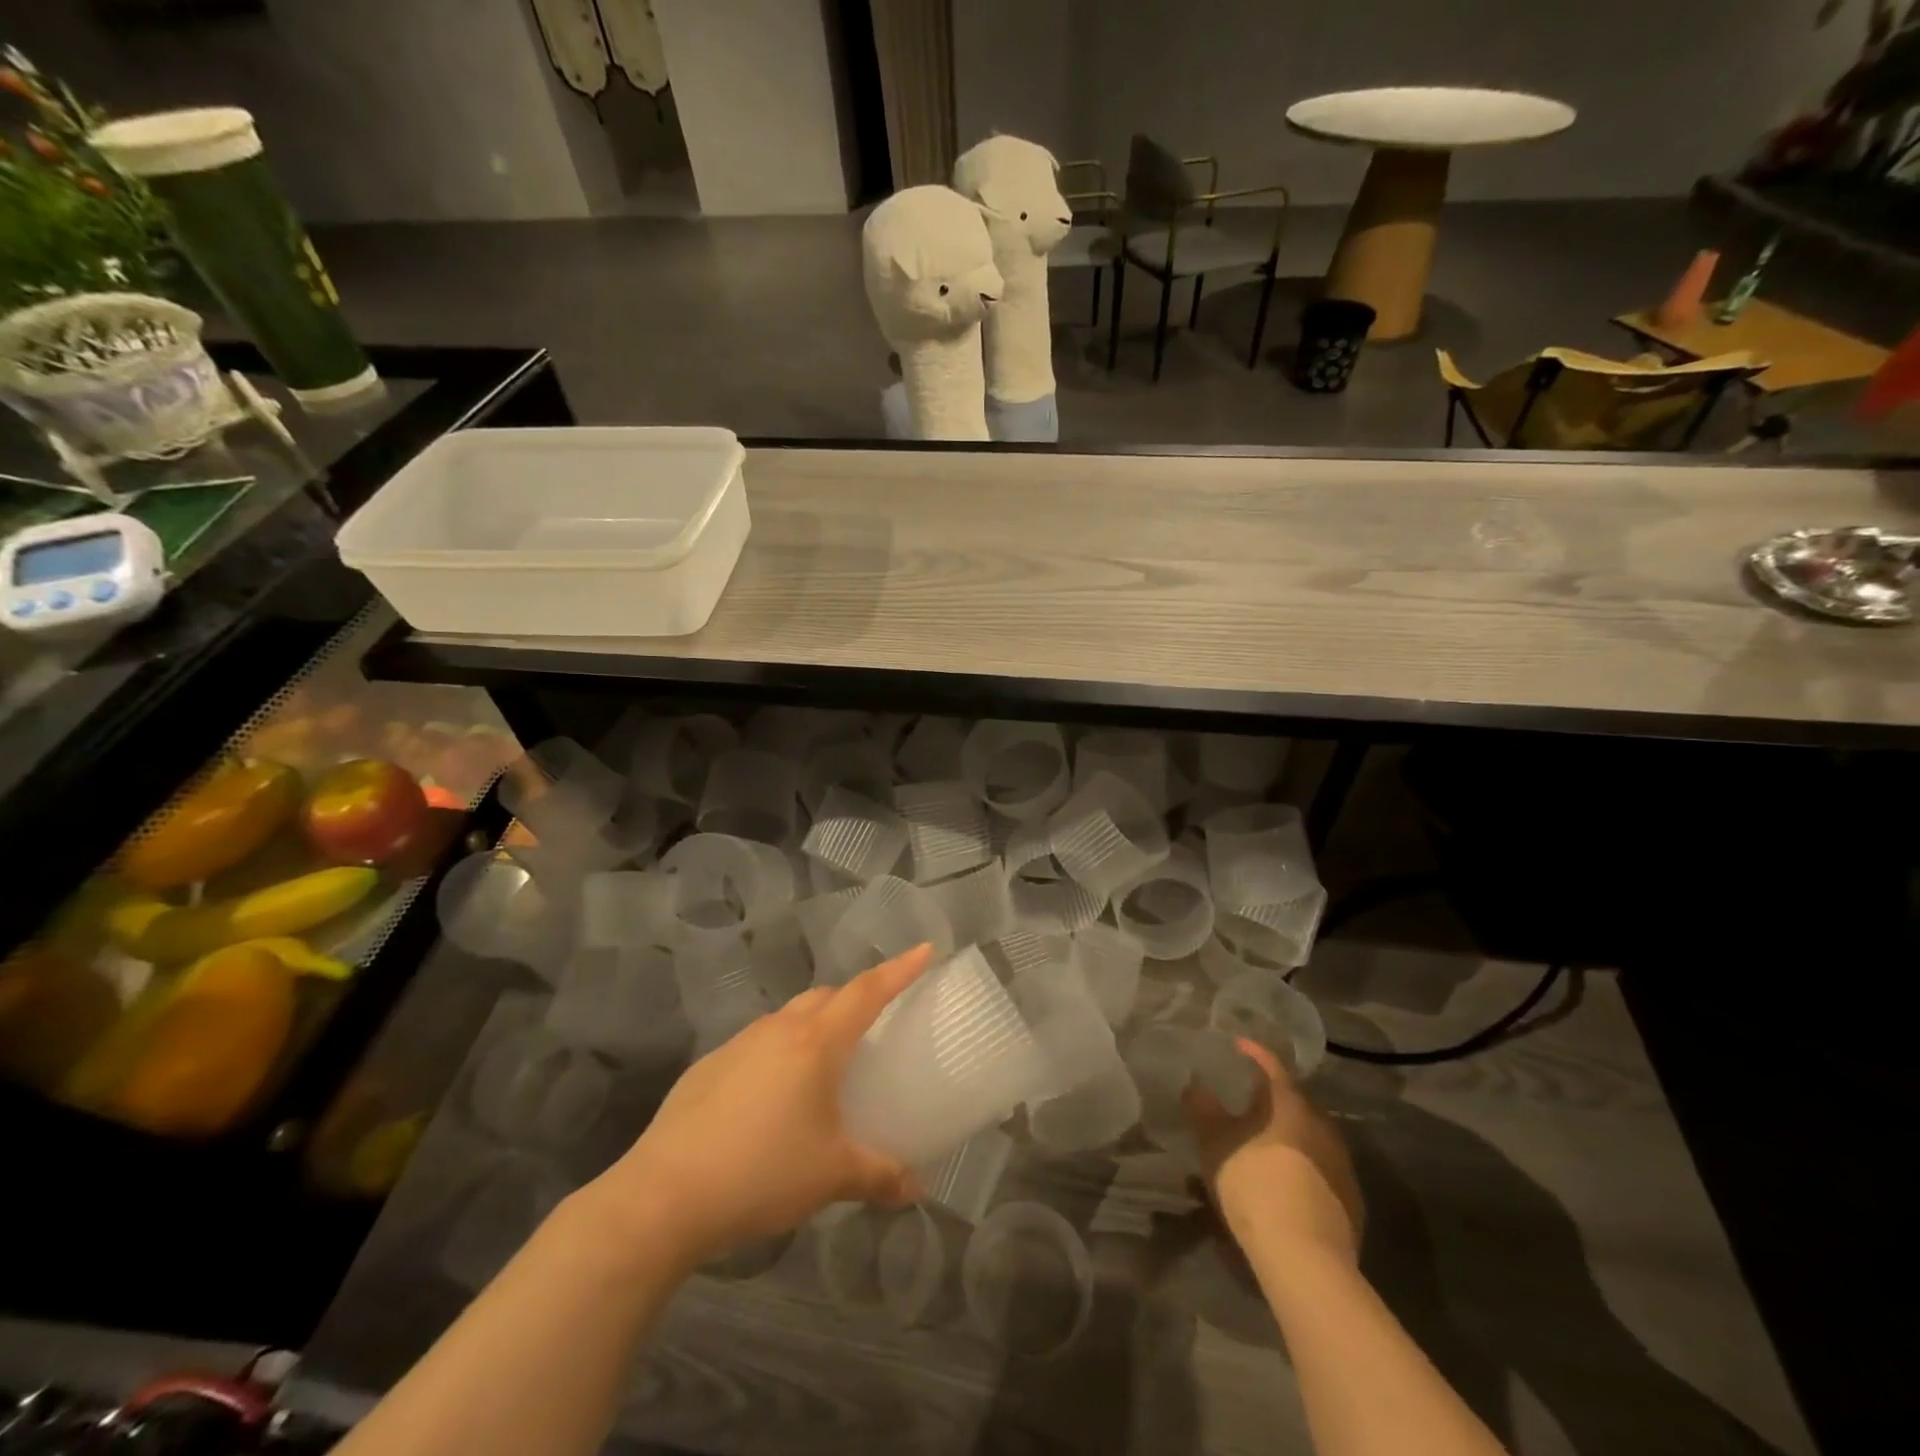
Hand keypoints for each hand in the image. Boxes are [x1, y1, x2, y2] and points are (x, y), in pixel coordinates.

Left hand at [589, 944, 933, 1265]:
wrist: (663, 1196)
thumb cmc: (762, 1173)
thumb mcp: (832, 1176)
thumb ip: (879, 1176)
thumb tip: (915, 1189)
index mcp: (816, 1043)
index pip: (868, 991)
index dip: (899, 969)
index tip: (925, 949)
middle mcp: (778, 1030)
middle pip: (825, 997)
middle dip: (853, 1000)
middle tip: (872, 1026)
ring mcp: (738, 1044)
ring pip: (788, 1018)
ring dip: (812, 1027)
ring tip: (822, 1068)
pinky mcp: (707, 1067)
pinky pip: (756, 1045)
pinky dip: (777, 1054)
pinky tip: (770, 1101)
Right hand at [1182, 1037, 1363, 1264]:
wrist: (1305, 1258)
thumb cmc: (1255, 1184)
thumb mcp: (1214, 1143)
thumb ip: (1203, 1110)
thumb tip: (1195, 1086)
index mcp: (1291, 1104)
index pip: (1272, 1066)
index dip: (1254, 1053)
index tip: (1238, 1045)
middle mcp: (1323, 1126)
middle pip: (1294, 1102)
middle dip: (1270, 1099)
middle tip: (1245, 1102)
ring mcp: (1342, 1165)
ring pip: (1309, 1137)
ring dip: (1285, 1135)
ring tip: (1260, 1145)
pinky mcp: (1351, 1202)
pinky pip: (1320, 1170)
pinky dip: (1300, 1167)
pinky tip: (1282, 1184)